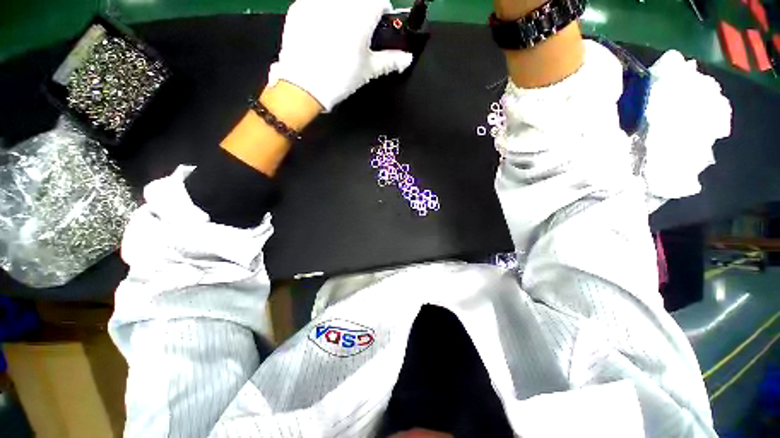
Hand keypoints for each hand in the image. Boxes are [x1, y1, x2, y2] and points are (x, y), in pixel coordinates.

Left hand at [268, 0, 413, 110]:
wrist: (304, 86)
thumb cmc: (340, 79)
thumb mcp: (368, 71)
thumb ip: (390, 61)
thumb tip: (407, 59)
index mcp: (362, 15)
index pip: (380, 2)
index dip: (383, 13)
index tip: (380, 24)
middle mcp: (341, 3)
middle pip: (359, 0)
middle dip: (363, 12)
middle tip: (359, 33)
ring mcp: (318, 1)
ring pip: (339, 2)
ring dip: (344, 11)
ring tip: (339, 33)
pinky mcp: (300, 6)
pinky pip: (317, 2)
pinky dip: (323, 12)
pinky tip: (322, 32)